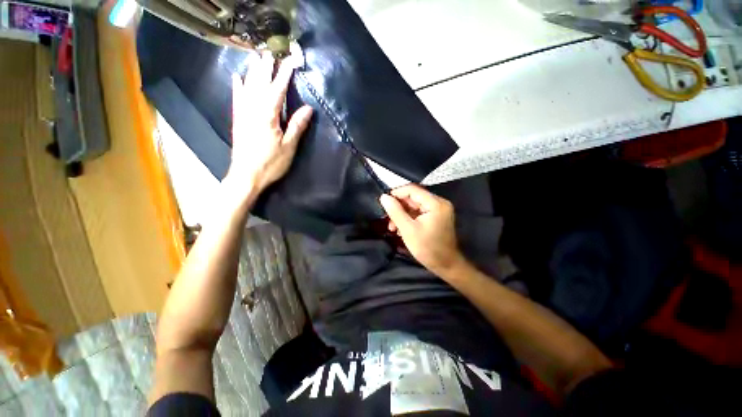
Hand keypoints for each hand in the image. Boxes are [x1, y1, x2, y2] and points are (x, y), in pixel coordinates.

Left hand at [226, 51, 313, 199]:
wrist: (246, 176)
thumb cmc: (271, 163)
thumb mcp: (288, 146)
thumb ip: (297, 126)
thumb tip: (308, 108)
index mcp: (267, 115)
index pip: (277, 90)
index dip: (284, 75)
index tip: (290, 61)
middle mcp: (252, 109)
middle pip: (260, 84)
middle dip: (266, 68)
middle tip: (270, 53)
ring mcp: (243, 114)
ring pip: (247, 88)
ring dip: (253, 72)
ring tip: (257, 59)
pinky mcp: (238, 120)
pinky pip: (236, 99)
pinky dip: (237, 87)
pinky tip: (237, 77)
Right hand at [379, 184, 465, 276]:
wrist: (446, 265)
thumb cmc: (427, 248)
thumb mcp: (408, 230)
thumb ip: (395, 211)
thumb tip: (384, 197)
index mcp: (435, 203)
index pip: (412, 189)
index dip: (396, 193)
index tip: (384, 202)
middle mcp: (439, 203)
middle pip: (413, 197)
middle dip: (398, 207)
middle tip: (387, 218)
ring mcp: (438, 210)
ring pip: (414, 205)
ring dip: (402, 214)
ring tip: (392, 227)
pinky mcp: (436, 217)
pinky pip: (419, 212)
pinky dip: (409, 218)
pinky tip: (400, 229)